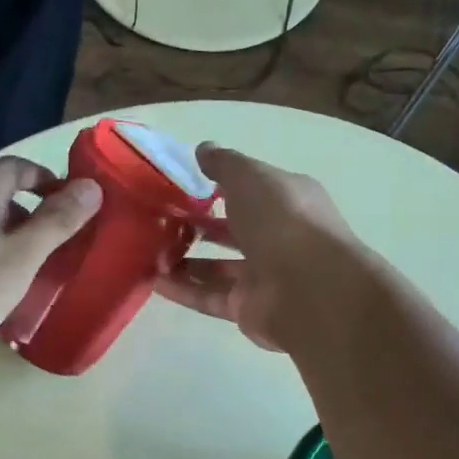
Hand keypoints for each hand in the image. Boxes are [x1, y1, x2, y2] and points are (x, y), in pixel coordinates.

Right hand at [154, 144, 360, 350]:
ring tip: (149, 253)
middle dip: (198, 226)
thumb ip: (224, 164)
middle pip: (233, 230)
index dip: (218, 186)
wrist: (309, 289)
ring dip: (184, 261)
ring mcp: (265, 276)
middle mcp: (278, 238)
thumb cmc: (282, 221)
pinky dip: (184, 290)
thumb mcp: (250, 177)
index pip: (251, 190)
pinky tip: (154, 281)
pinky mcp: (249, 309)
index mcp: (287, 200)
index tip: (180, 185)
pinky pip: (210, 297)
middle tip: (159, 222)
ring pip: (218, 267)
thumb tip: (203, 149)